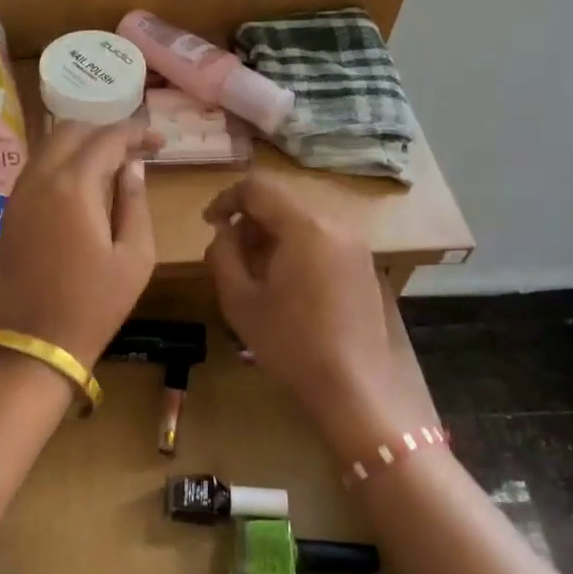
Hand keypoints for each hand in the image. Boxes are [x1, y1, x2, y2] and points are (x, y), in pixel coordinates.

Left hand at [0, 119, 156, 367]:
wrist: (33, 344)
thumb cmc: (93, 306)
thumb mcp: (134, 258)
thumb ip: (135, 204)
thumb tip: (132, 170)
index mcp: (73, 186)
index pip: (106, 138)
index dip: (135, 133)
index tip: (158, 141)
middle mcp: (39, 179)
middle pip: (70, 131)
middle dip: (104, 132)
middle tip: (134, 151)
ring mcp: (17, 195)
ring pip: (48, 148)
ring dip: (80, 146)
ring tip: (111, 166)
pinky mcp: (8, 213)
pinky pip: (36, 171)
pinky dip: (61, 165)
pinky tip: (82, 187)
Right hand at [203, 175, 402, 443]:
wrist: (352, 386)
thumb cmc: (289, 342)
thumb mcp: (239, 299)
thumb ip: (223, 254)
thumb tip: (224, 230)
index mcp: (305, 226)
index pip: (258, 187)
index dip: (226, 198)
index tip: (208, 224)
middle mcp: (336, 224)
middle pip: (282, 203)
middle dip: (249, 220)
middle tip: (227, 252)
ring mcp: (355, 245)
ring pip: (303, 222)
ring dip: (272, 235)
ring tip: (252, 271)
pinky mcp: (364, 266)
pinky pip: (322, 240)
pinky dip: (296, 248)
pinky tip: (284, 284)